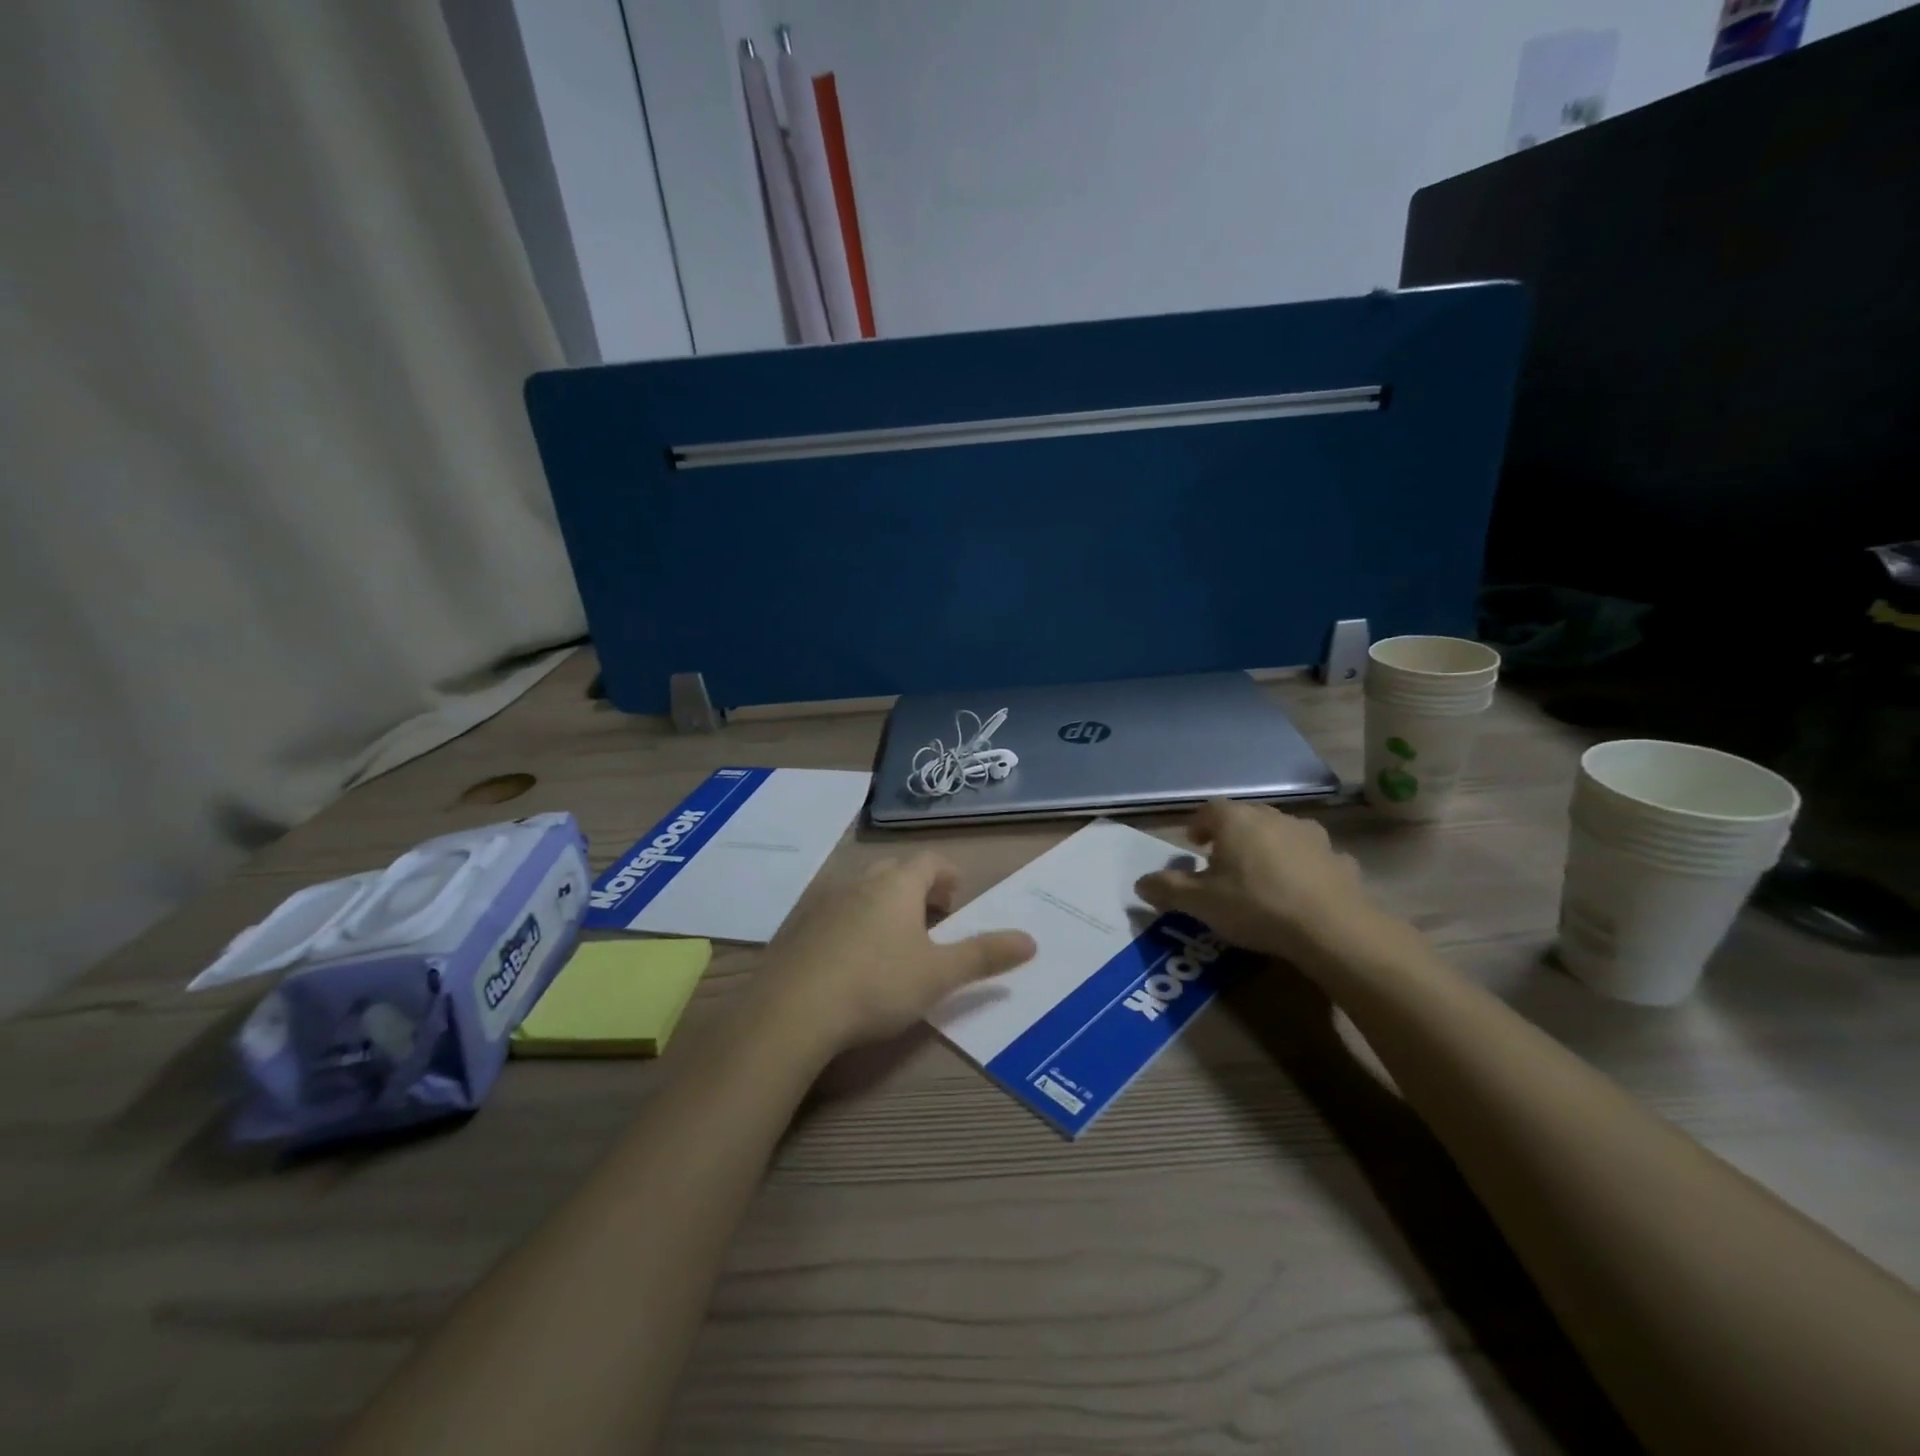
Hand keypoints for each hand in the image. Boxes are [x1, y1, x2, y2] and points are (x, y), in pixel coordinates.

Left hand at [748, 853, 1035, 1060]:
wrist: (792, 1011)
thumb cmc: (877, 985)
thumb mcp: (939, 975)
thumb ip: (985, 956)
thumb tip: (1031, 940)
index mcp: (897, 885)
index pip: (930, 861)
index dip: (948, 875)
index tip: (957, 898)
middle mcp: (860, 882)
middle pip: (896, 872)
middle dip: (918, 889)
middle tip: (933, 918)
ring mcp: (824, 902)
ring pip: (863, 890)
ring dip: (885, 905)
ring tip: (896, 940)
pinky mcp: (798, 927)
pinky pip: (836, 913)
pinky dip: (854, 923)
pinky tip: (853, 959)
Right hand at [1134, 799, 1392, 970]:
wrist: (1331, 928)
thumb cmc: (1255, 906)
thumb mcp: (1200, 903)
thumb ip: (1167, 890)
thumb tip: (1140, 883)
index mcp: (1236, 821)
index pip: (1210, 810)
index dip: (1199, 824)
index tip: (1194, 844)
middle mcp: (1274, 818)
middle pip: (1247, 817)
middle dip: (1232, 834)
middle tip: (1223, 860)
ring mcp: (1312, 837)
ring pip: (1283, 833)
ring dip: (1270, 847)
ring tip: (1263, 875)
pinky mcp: (1340, 860)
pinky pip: (1314, 858)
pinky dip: (1305, 868)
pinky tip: (1302, 891)